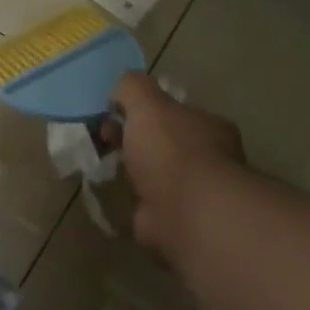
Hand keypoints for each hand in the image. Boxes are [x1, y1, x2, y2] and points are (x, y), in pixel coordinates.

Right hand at [105, 72, 244, 261]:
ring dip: (133, 172)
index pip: (174, 112)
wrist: (187, 213)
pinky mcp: (175, 221)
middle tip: (103, 139)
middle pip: (164, 143)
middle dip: (134, 140)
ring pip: (156, 175)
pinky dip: (131, 202)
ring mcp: (192, 193)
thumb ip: (132, 88)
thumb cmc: (171, 151)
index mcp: (207, 127)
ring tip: (102, 168)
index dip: (143, 110)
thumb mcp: (147, 103)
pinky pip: (148, 206)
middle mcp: (207, 159)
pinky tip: (111, 197)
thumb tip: (118, 89)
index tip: (113, 112)